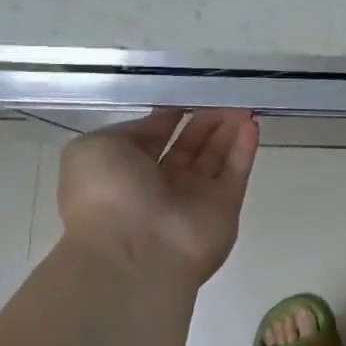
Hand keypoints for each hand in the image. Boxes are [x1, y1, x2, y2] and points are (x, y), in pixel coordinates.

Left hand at [58, 109, 259, 287]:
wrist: (133, 253)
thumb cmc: (106, 195)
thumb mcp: (95, 149)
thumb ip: (129, 131)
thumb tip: (160, 123)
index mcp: (125, 170)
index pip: (153, 136)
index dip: (171, 114)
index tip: (189, 92)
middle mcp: (160, 185)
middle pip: (189, 145)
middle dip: (205, 120)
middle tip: (222, 94)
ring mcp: (194, 198)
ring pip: (215, 156)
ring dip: (228, 129)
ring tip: (241, 102)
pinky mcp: (224, 207)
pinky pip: (235, 172)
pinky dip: (245, 148)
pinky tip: (251, 123)